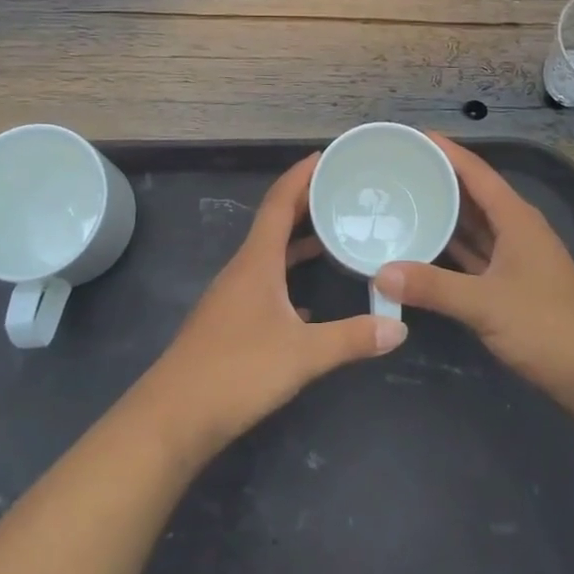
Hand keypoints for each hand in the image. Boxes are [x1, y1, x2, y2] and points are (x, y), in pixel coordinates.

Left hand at [141, 154, 407, 456]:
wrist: (173, 418)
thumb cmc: (237, 372)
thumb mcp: (303, 354)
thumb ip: (352, 338)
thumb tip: (400, 328)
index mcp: (257, 261)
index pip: (279, 202)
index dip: (301, 175)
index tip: (327, 156)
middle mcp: (243, 269)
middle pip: (274, 223)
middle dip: (305, 202)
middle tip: (341, 190)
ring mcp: (232, 296)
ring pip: (270, 255)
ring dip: (298, 241)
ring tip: (333, 235)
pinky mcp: (229, 322)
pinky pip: (265, 284)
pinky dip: (288, 278)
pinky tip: (308, 302)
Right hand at [373, 135, 573, 401]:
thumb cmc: (546, 327)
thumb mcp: (485, 304)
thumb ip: (432, 287)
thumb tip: (381, 273)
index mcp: (516, 219)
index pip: (476, 172)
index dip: (447, 151)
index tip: (413, 136)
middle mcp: (517, 230)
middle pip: (474, 194)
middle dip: (439, 179)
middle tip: (398, 169)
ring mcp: (517, 258)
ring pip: (475, 225)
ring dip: (445, 213)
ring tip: (405, 200)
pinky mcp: (513, 284)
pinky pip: (476, 253)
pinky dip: (452, 247)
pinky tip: (426, 247)